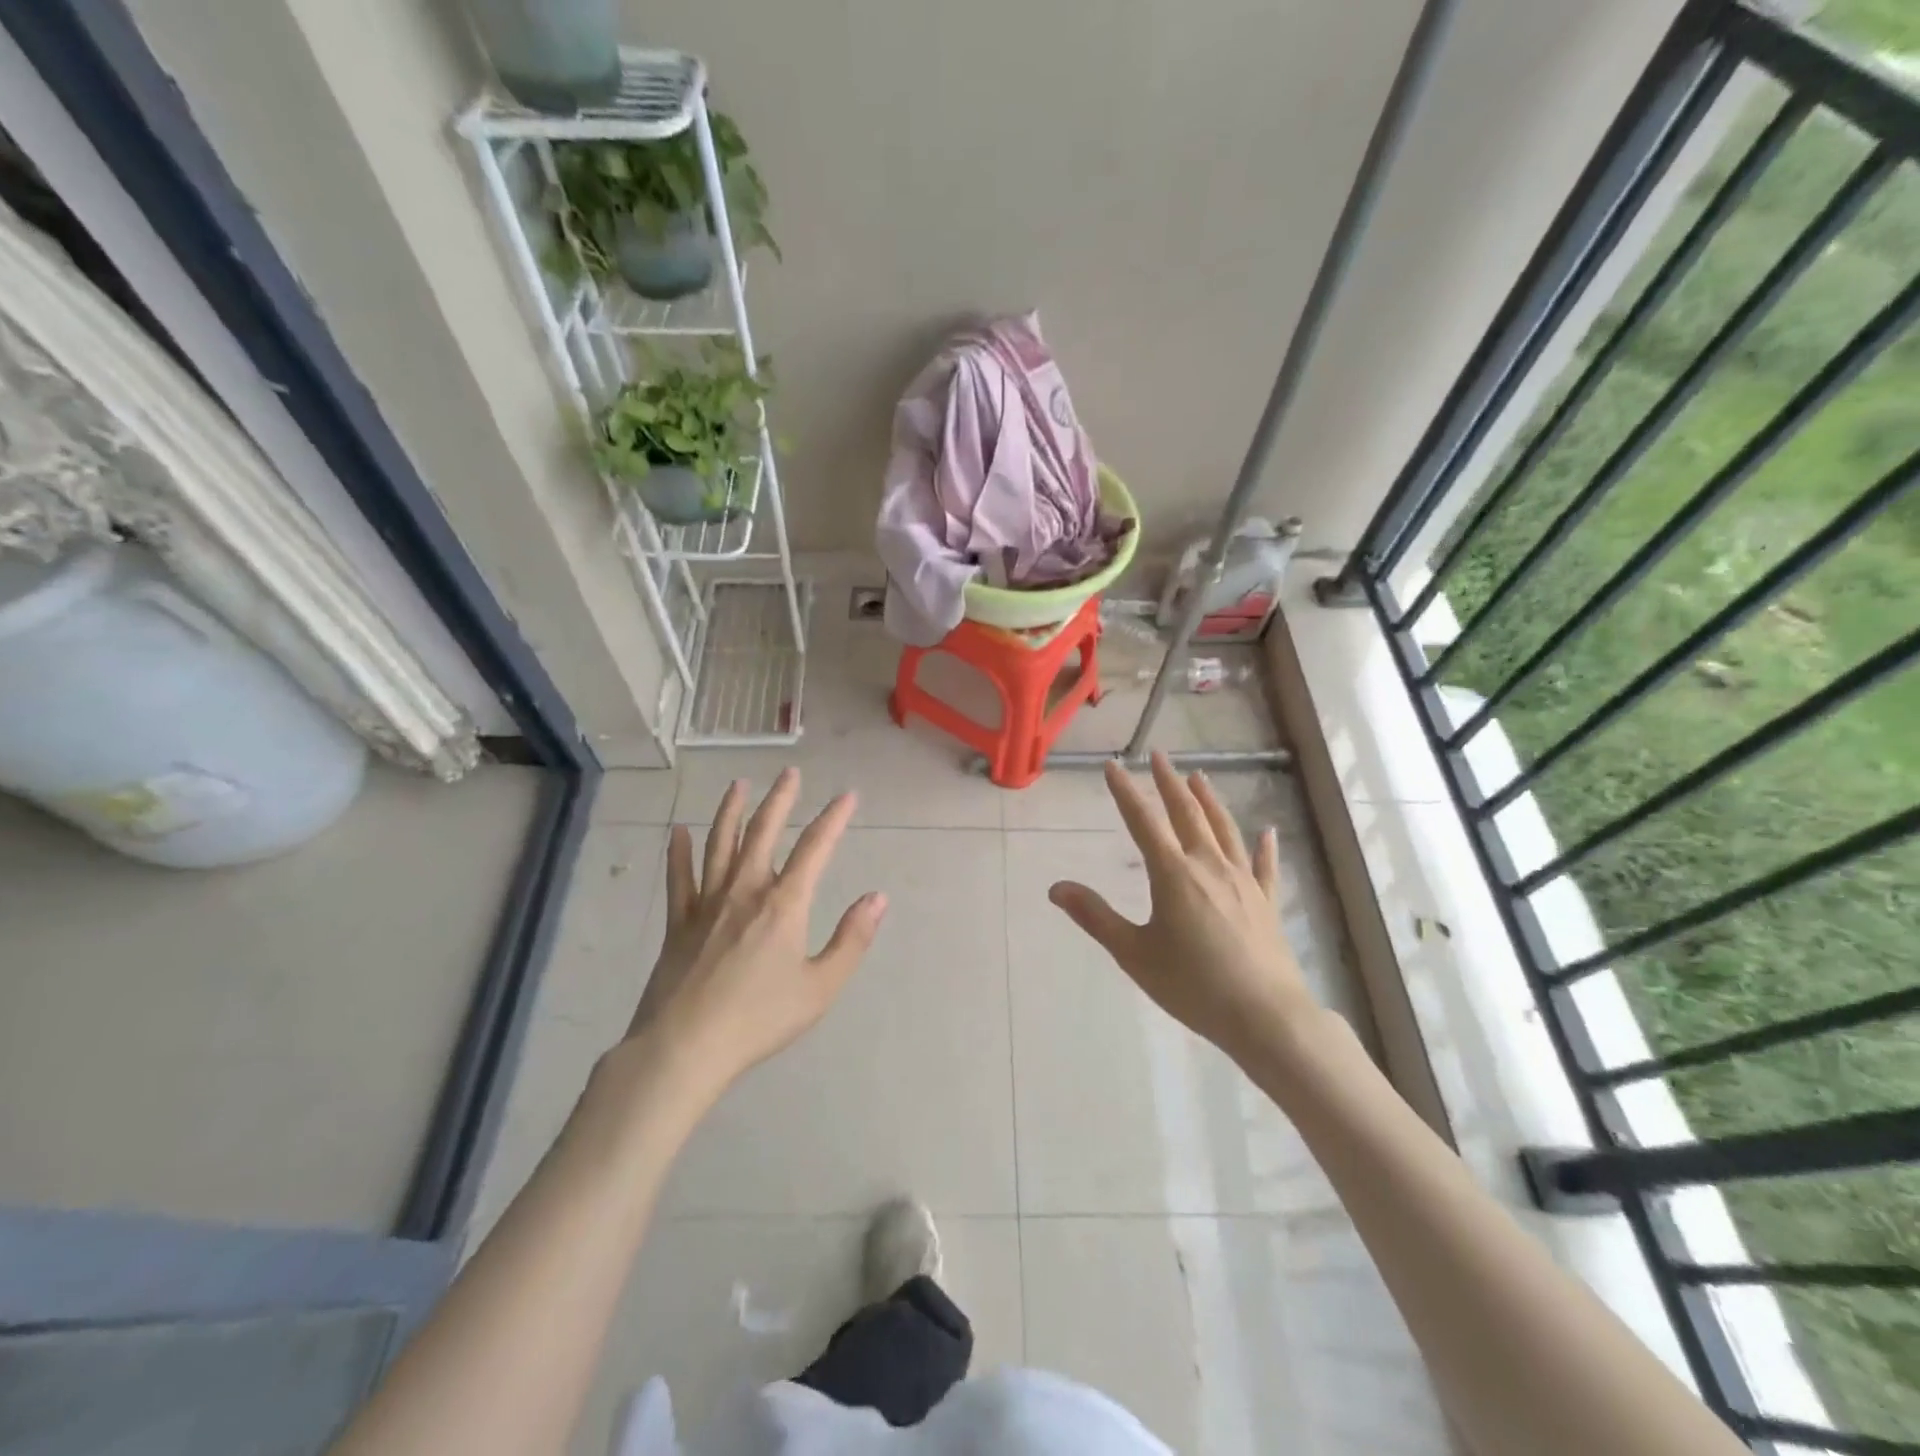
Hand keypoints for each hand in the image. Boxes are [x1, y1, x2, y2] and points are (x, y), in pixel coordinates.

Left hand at [619, 769, 885, 1110]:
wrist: (685, 1047)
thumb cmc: (759, 1019)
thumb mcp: (820, 987)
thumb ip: (851, 940)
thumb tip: (878, 898)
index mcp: (784, 904)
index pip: (815, 848)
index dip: (834, 818)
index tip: (848, 795)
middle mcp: (745, 890)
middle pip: (764, 832)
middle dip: (780, 799)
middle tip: (789, 773)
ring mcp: (706, 903)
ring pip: (720, 844)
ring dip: (731, 811)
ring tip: (738, 785)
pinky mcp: (678, 922)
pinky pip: (679, 877)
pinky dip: (678, 852)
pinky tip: (678, 831)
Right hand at [1048, 752, 1317, 1063]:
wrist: (1265, 1016)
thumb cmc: (1193, 985)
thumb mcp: (1134, 953)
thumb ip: (1096, 917)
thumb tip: (1056, 888)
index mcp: (1173, 874)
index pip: (1143, 822)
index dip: (1125, 791)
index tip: (1113, 766)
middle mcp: (1208, 866)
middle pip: (1187, 814)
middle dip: (1169, 783)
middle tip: (1159, 756)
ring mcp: (1242, 881)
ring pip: (1223, 829)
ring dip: (1209, 800)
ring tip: (1199, 777)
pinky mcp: (1266, 901)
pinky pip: (1264, 865)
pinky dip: (1263, 846)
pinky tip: (1266, 831)